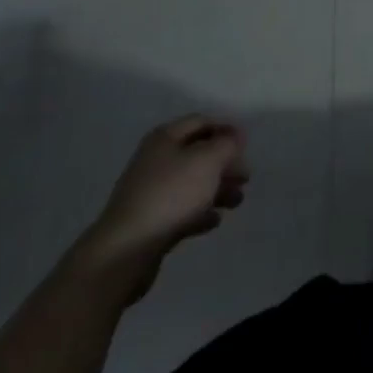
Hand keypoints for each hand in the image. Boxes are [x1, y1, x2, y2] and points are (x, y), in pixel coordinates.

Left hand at [77, 116, 248, 287]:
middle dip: (224, 163)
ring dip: (217, 189)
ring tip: (238, 201)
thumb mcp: (207, 161)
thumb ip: (226, 144)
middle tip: (246, 177)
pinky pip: (181, 210)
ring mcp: (150, 192)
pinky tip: (214, 221)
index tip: (247, 146)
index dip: (226, 130)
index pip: (201, 122)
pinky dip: (200, 212)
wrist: (126, 251)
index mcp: (165, 138)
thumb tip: (234, 137)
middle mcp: (156, 160)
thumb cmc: (170, 195)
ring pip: (191, 183)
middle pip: (197, 154)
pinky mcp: (150, 222)